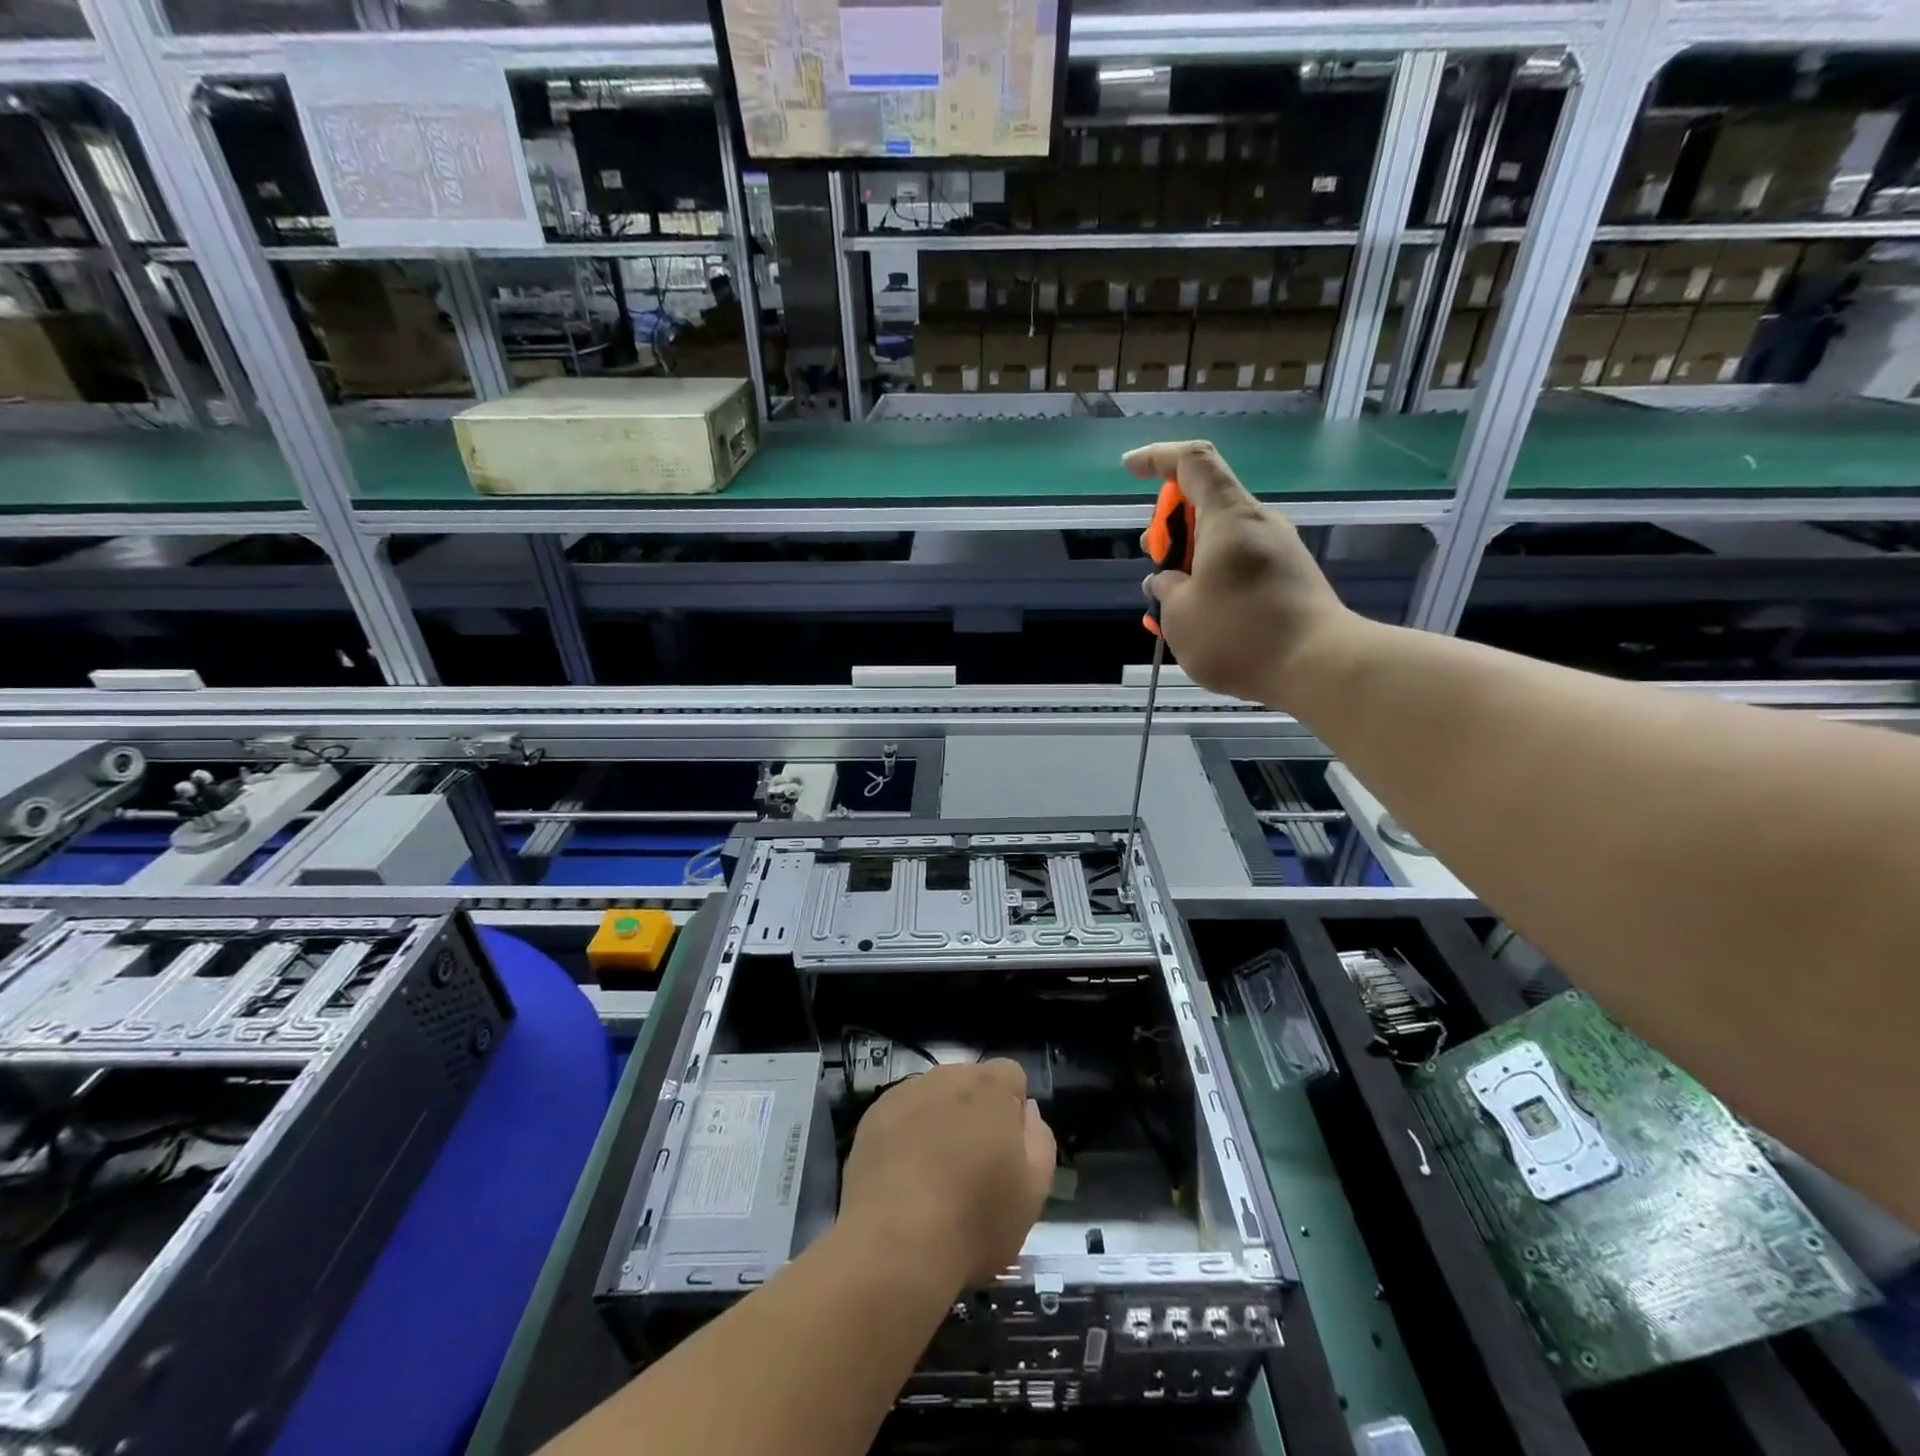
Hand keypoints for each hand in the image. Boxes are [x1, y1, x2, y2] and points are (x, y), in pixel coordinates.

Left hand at [839, 1059, 1056, 1286]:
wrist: (894, 1245)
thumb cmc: (975, 1220)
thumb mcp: (1033, 1192)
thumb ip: (1039, 1140)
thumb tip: (1026, 1111)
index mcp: (990, 1087)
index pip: (1011, 1075)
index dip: (1013, 1110)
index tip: (1008, 1150)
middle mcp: (947, 1076)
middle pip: (970, 1083)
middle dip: (976, 1113)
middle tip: (973, 1166)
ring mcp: (905, 1093)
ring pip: (934, 1098)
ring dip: (940, 1121)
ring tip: (935, 1176)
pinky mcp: (873, 1116)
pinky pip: (901, 1116)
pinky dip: (906, 1135)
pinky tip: (904, 1178)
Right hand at [1123, 440, 1355, 707]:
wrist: (1319, 666)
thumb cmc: (1239, 634)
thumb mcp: (1180, 615)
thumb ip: (1166, 589)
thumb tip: (1166, 580)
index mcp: (1228, 517)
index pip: (1192, 462)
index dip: (1157, 458)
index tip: (1129, 470)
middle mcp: (1258, 524)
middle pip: (1206, 503)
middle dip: (1170, 525)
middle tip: (1152, 557)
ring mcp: (1279, 551)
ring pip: (1222, 539)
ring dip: (1189, 559)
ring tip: (1169, 599)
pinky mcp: (1289, 579)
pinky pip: (1240, 565)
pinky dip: (1212, 579)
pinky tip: (1199, 617)